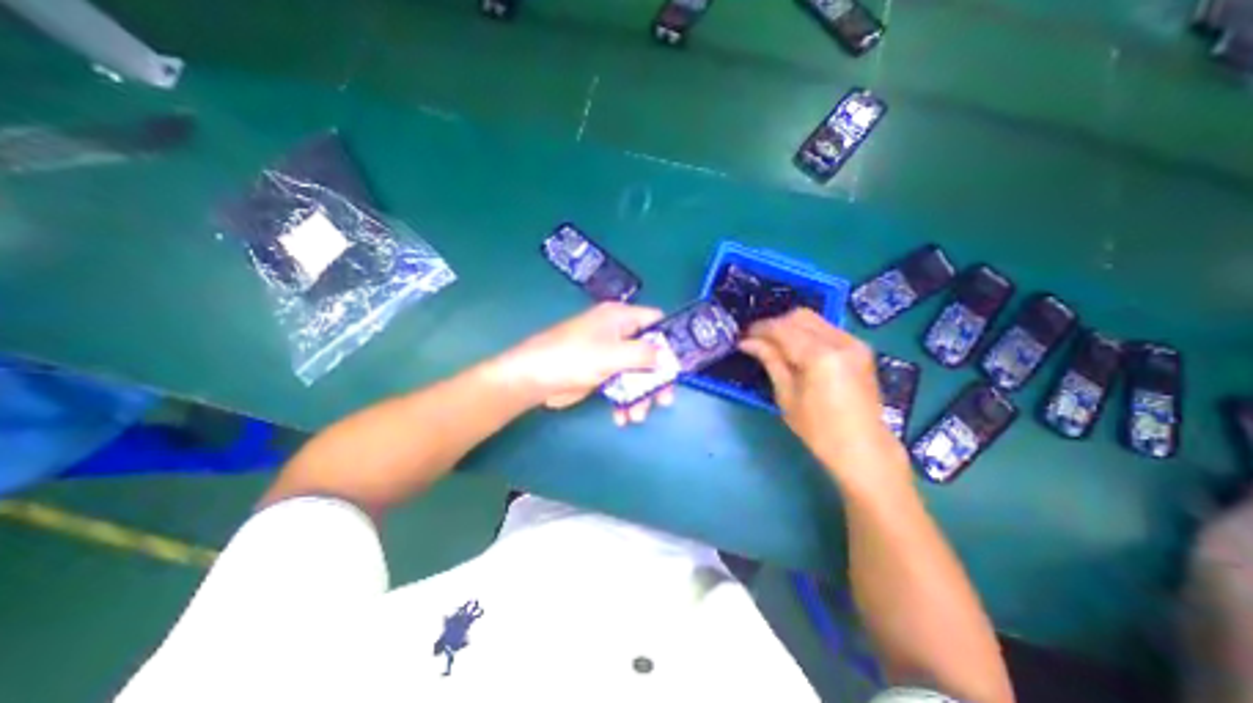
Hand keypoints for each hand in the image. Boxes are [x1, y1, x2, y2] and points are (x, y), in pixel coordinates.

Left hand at [501, 300, 675, 421]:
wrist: (534, 378)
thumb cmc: (573, 357)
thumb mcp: (612, 354)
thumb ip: (644, 354)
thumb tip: (666, 356)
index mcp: (620, 317)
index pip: (655, 320)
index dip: (669, 339)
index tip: (678, 364)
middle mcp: (617, 333)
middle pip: (649, 352)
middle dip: (656, 378)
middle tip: (664, 400)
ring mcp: (608, 354)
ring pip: (636, 373)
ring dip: (640, 395)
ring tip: (637, 416)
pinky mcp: (600, 373)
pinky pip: (621, 385)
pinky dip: (624, 401)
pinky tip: (622, 417)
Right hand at [737, 311, 906, 485]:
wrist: (863, 448)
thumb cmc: (818, 429)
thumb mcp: (786, 395)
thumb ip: (770, 360)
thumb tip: (746, 342)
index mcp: (820, 356)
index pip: (783, 329)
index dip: (760, 329)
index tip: (743, 336)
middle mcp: (841, 341)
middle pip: (800, 317)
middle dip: (775, 324)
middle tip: (757, 340)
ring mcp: (854, 343)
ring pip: (814, 319)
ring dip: (790, 327)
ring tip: (774, 344)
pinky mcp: (860, 348)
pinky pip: (827, 329)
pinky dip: (807, 333)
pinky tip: (796, 349)